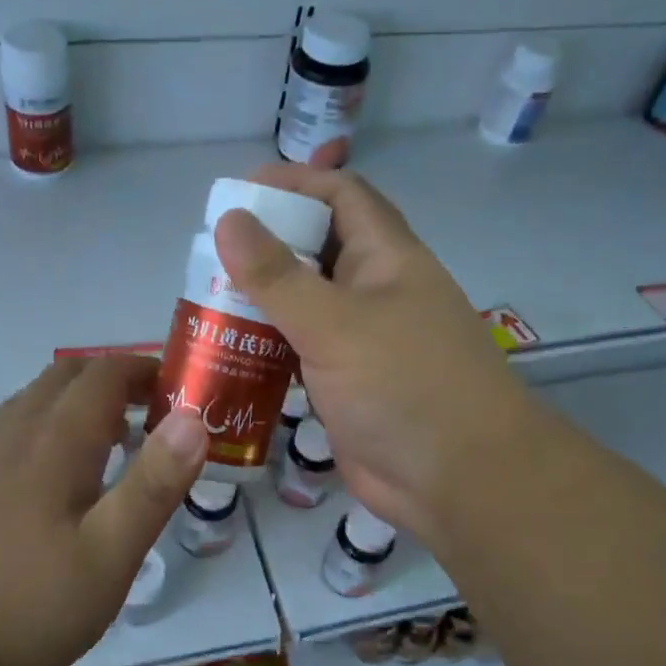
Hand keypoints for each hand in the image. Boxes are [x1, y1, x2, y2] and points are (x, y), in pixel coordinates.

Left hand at [0, 357, 207, 665]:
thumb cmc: (27, 607)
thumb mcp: (109, 556)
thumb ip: (153, 485)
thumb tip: (194, 420)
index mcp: (54, 442)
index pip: (104, 375)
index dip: (145, 371)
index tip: (180, 391)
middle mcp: (14, 434)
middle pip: (65, 377)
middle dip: (114, 380)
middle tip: (153, 414)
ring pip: (35, 401)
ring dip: (79, 401)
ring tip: (113, 441)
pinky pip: (13, 429)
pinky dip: (49, 426)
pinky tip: (57, 477)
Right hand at [215, 164, 527, 548]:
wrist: (459, 482)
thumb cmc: (404, 386)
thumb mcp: (335, 323)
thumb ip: (277, 276)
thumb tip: (229, 218)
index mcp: (386, 258)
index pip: (341, 195)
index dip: (294, 183)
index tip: (237, 192)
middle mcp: (375, 291)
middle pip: (316, 248)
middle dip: (267, 244)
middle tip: (208, 253)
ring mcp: (361, 340)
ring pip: (305, 303)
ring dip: (262, 299)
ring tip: (206, 299)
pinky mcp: (346, 383)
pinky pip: (300, 350)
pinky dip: (267, 345)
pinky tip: (228, 350)